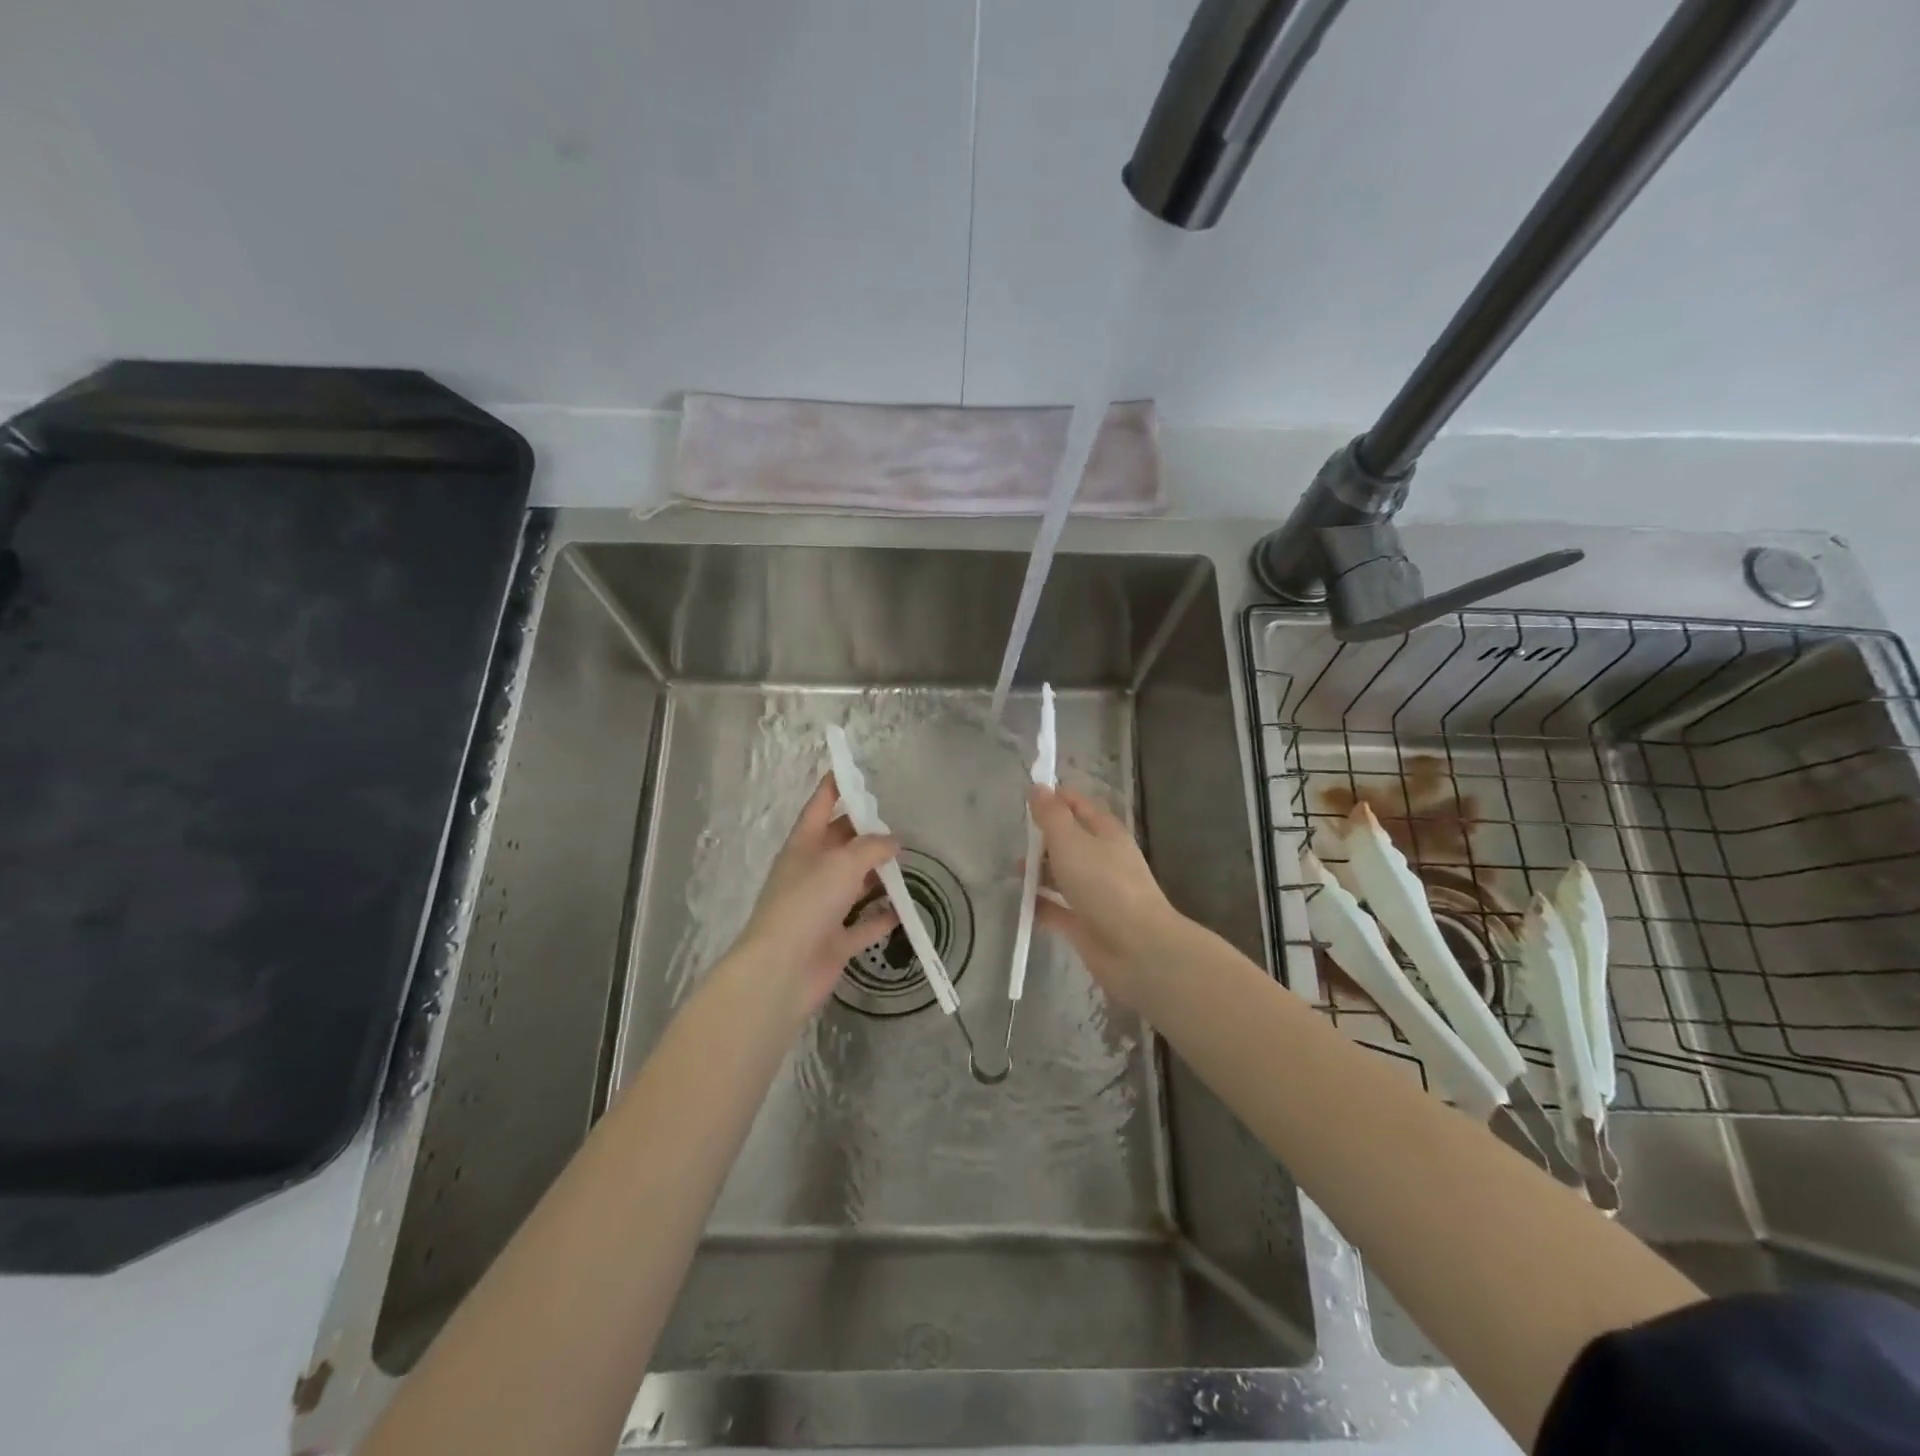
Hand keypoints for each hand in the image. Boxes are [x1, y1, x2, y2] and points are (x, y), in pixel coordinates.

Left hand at [732, 774, 900, 1015]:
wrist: (781, 971)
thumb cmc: (807, 904)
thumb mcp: (843, 863)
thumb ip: (871, 848)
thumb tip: (893, 842)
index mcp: (803, 846)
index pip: (819, 807)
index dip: (834, 787)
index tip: (848, 769)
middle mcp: (811, 873)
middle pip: (840, 845)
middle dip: (865, 833)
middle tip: (897, 823)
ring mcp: (821, 909)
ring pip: (853, 884)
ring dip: (876, 875)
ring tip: (907, 864)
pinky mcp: (833, 941)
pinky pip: (862, 924)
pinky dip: (881, 917)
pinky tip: (904, 910)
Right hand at [1029, 784, 1184, 1007]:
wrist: (1136, 948)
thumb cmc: (1104, 884)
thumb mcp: (1071, 841)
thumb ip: (1051, 815)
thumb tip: (1037, 787)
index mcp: (1105, 834)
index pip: (1079, 806)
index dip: (1056, 798)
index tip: (1027, 795)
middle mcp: (1102, 860)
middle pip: (1070, 842)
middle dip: (1044, 838)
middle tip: (1014, 837)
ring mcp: (1095, 894)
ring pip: (1063, 876)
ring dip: (1040, 872)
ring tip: (1014, 872)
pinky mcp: (1086, 924)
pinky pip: (1057, 909)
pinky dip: (1040, 905)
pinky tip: (1020, 904)